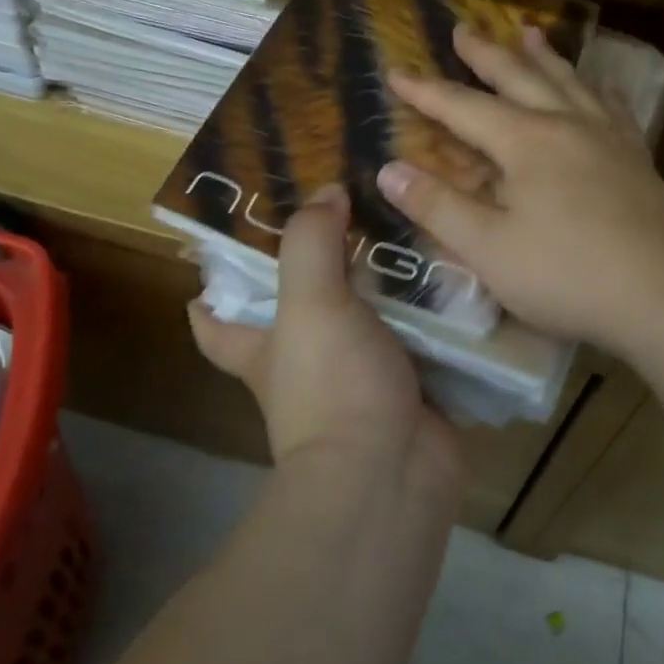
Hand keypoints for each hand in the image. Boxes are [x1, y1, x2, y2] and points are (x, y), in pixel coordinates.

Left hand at [188, 184, 462, 483]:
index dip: (209, 292)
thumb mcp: (310, 303)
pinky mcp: (408, 387)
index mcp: (263, 347)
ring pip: (366, 319)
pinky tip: (453, 274)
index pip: (215, 321)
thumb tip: (326, 192)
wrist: (393, 472)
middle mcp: (305, 363)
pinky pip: (419, 339)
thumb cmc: (333, 385)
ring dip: (385, 285)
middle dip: (317, 266)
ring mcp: (359, 377)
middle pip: (299, 308)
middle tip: (345, 211)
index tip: (221, 250)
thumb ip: (311, 242)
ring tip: (409, 228)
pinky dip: (432, 314)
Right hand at [377, 24, 663, 358]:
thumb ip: (437, 207)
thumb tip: (388, 170)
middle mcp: (566, 125)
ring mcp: (608, 138)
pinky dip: (597, 90)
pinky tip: (600, 85)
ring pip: (569, 83)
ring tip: (529, 31)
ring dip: (543, 57)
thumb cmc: (565, 276)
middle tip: (464, 27)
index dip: (426, 91)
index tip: (395, 71)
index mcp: (525, 143)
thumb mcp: (487, 249)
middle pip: (519, 78)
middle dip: (486, 54)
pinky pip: (614, 108)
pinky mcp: (637, 158)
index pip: (463, 108)